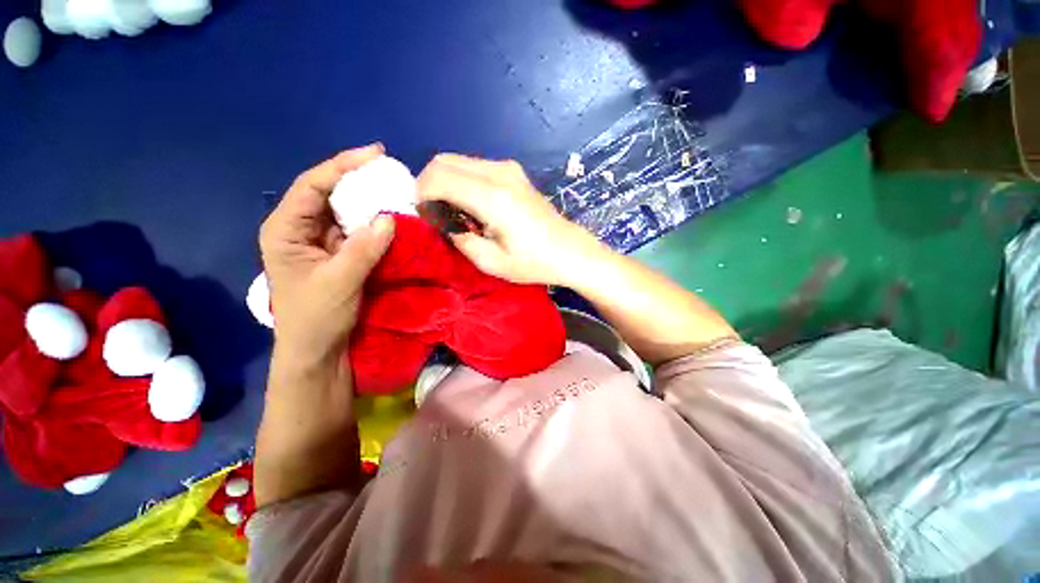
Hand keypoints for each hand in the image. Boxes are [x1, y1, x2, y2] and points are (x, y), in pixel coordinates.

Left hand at [259, 145, 395, 366]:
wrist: (319, 351)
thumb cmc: (316, 319)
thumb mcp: (338, 283)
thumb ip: (363, 250)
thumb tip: (390, 218)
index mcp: (286, 229)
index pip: (312, 185)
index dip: (342, 165)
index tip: (375, 153)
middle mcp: (301, 229)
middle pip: (329, 193)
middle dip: (359, 180)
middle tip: (391, 172)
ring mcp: (322, 242)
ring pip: (346, 211)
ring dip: (370, 201)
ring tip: (397, 191)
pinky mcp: (340, 254)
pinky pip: (358, 230)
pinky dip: (376, 223)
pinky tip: (393, 218)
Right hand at [416, 154, 600, 285]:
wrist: (569, 251)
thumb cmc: (533, 263)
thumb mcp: (491, 262)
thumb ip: (458, 237)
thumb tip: (440, 219)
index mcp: (493, 197)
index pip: (438, 177)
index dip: (421, 194)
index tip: (424, 217)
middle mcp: (499, 172)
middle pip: (443, 161)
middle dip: (429, 185)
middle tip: (436, 215)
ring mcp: (508, 168)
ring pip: (457, 161)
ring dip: (446, 183)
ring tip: (457, 214)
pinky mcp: (513, 171)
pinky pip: (474, 167)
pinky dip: (462, 181)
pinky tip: (473, 206)